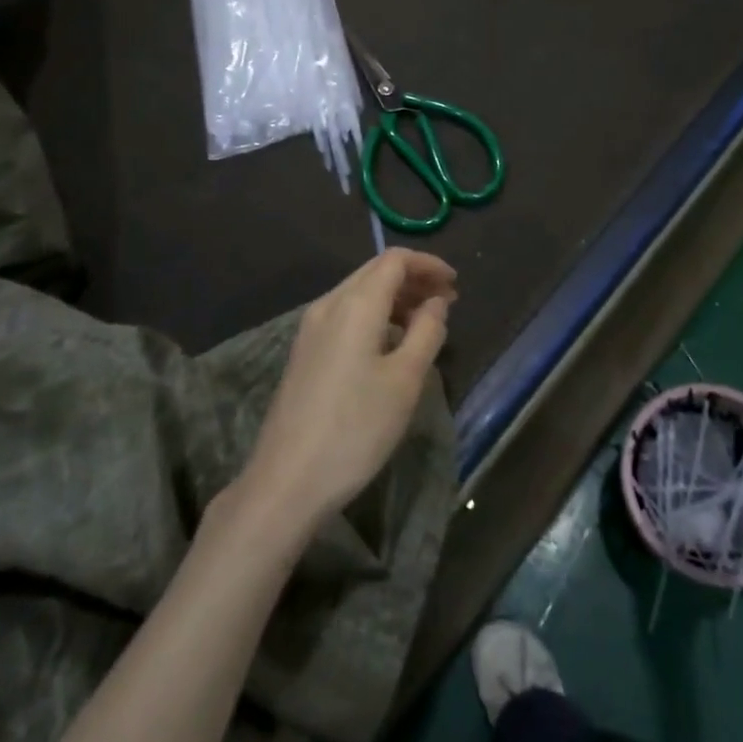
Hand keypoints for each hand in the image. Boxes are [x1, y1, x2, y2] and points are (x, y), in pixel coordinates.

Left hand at [240, 249, 456, 531]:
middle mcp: (328, 305)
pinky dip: (375, 315)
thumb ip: (426, 332)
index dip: (428, 265)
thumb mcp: (405, 380)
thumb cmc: (355, 428)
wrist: (287, 480)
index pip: (394, 260)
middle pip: (374, 272)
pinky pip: (345, 315)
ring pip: (358, 293)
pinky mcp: (305, 353)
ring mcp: (310, 329)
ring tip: (425, 321)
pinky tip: (391, 343)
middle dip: (413, 279)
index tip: (455, 284)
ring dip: (394, 297)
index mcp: (354, 304)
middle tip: (447, 301)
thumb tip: (436, 303)